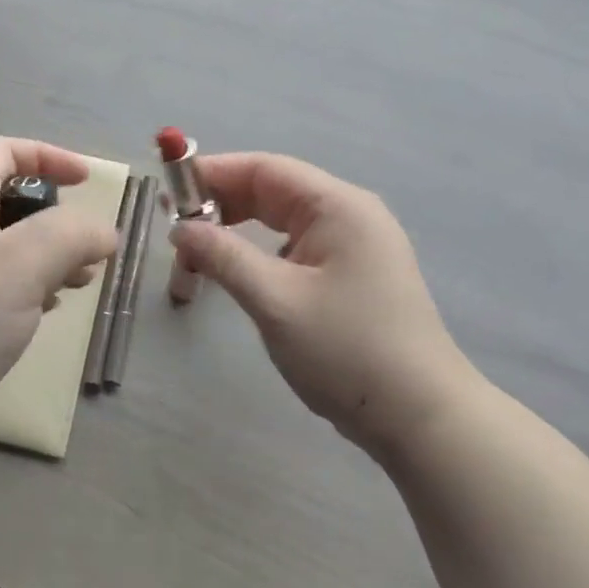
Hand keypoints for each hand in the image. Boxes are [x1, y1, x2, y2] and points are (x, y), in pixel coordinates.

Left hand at [0, 138, 117, 452]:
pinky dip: (33, 290)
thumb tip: (104, 232)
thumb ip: (72, 235)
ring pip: (11, 249)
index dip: (47, 155)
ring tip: (80, 282)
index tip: (86, 181)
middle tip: (88, 248)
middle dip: (57, 218)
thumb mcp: (23, 261)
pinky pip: (2, 288)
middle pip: (11, 202)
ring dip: (51, 258)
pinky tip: (48, 311)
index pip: (1, 152)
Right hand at [170, 153, 481, 459]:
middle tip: (174, 231)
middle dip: (220, 205)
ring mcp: (354, 244)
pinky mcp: (351, 273)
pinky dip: (258, 252)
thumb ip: (223, 256)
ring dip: (236, 231)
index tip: (166, 193)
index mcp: (337, 206)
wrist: (421, 418)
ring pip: (280, 220)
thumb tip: (180, 229)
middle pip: (271, 190)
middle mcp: (349, 213)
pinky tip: (236, 273)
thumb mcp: (275, 300)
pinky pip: (294, 246)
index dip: (211, 174)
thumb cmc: (347, 351)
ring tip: (196, 255)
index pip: (263, 169)